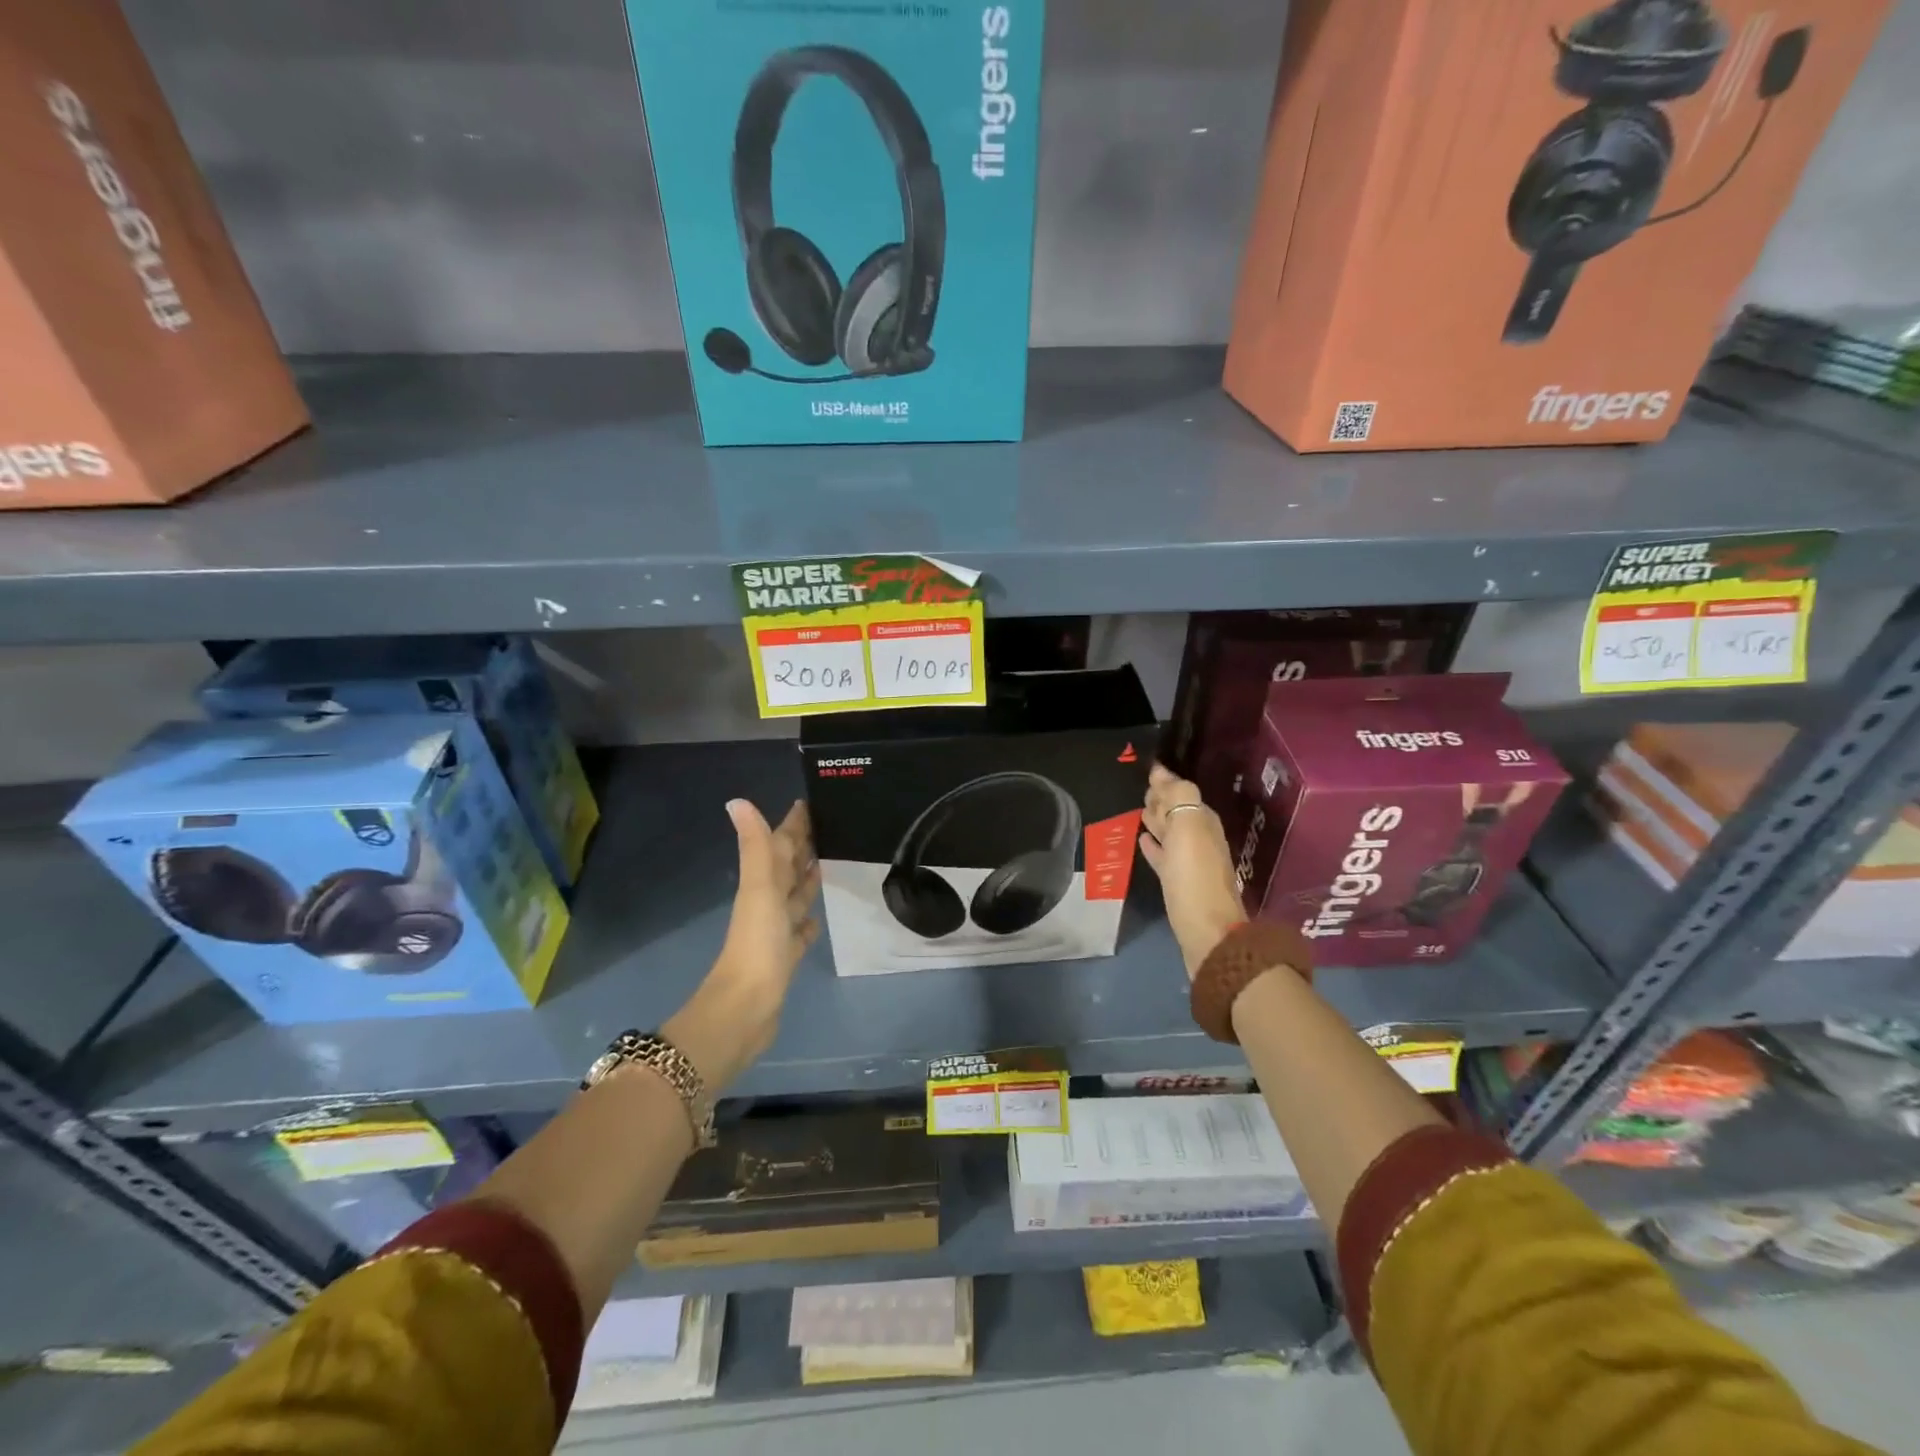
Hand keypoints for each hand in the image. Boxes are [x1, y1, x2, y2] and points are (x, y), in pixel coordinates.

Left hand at [665, 799, 819, 1090]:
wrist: (745, 1008)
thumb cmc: (756, 944)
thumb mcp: (759, 889)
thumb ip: (756, 846)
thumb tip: (737, 800)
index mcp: (763, 884)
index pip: (780, 844)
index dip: (793, 824)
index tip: (811, 802)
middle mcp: (768, 902)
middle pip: (788, 867)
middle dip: (804, 847)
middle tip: (830, 826)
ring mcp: (777, 931)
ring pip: (795, 896)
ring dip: (808, 880)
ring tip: (829, 862)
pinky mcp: (786, 957)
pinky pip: (800, 931)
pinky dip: (809, 921)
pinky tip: (818, 918)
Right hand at [1138, 764, 1244, 981]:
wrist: (1207, 934)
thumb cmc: (1194, 878)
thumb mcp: (1188, 829)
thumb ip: (1178, 796)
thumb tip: (1160, 771)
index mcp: (1204, 822)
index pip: (1182, 793)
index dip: (1165, 784)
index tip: (1146, 773)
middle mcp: (1200, 839)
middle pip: (1178, 812)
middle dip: (1162, 801)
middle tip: (1141, 791)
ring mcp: (1190, 864)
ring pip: (1171, 834)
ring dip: (1157, 822)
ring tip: (1138, 813)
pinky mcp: (1179, 885)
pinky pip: (1164, 857)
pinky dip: (1154, 847)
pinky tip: (1142, 843)